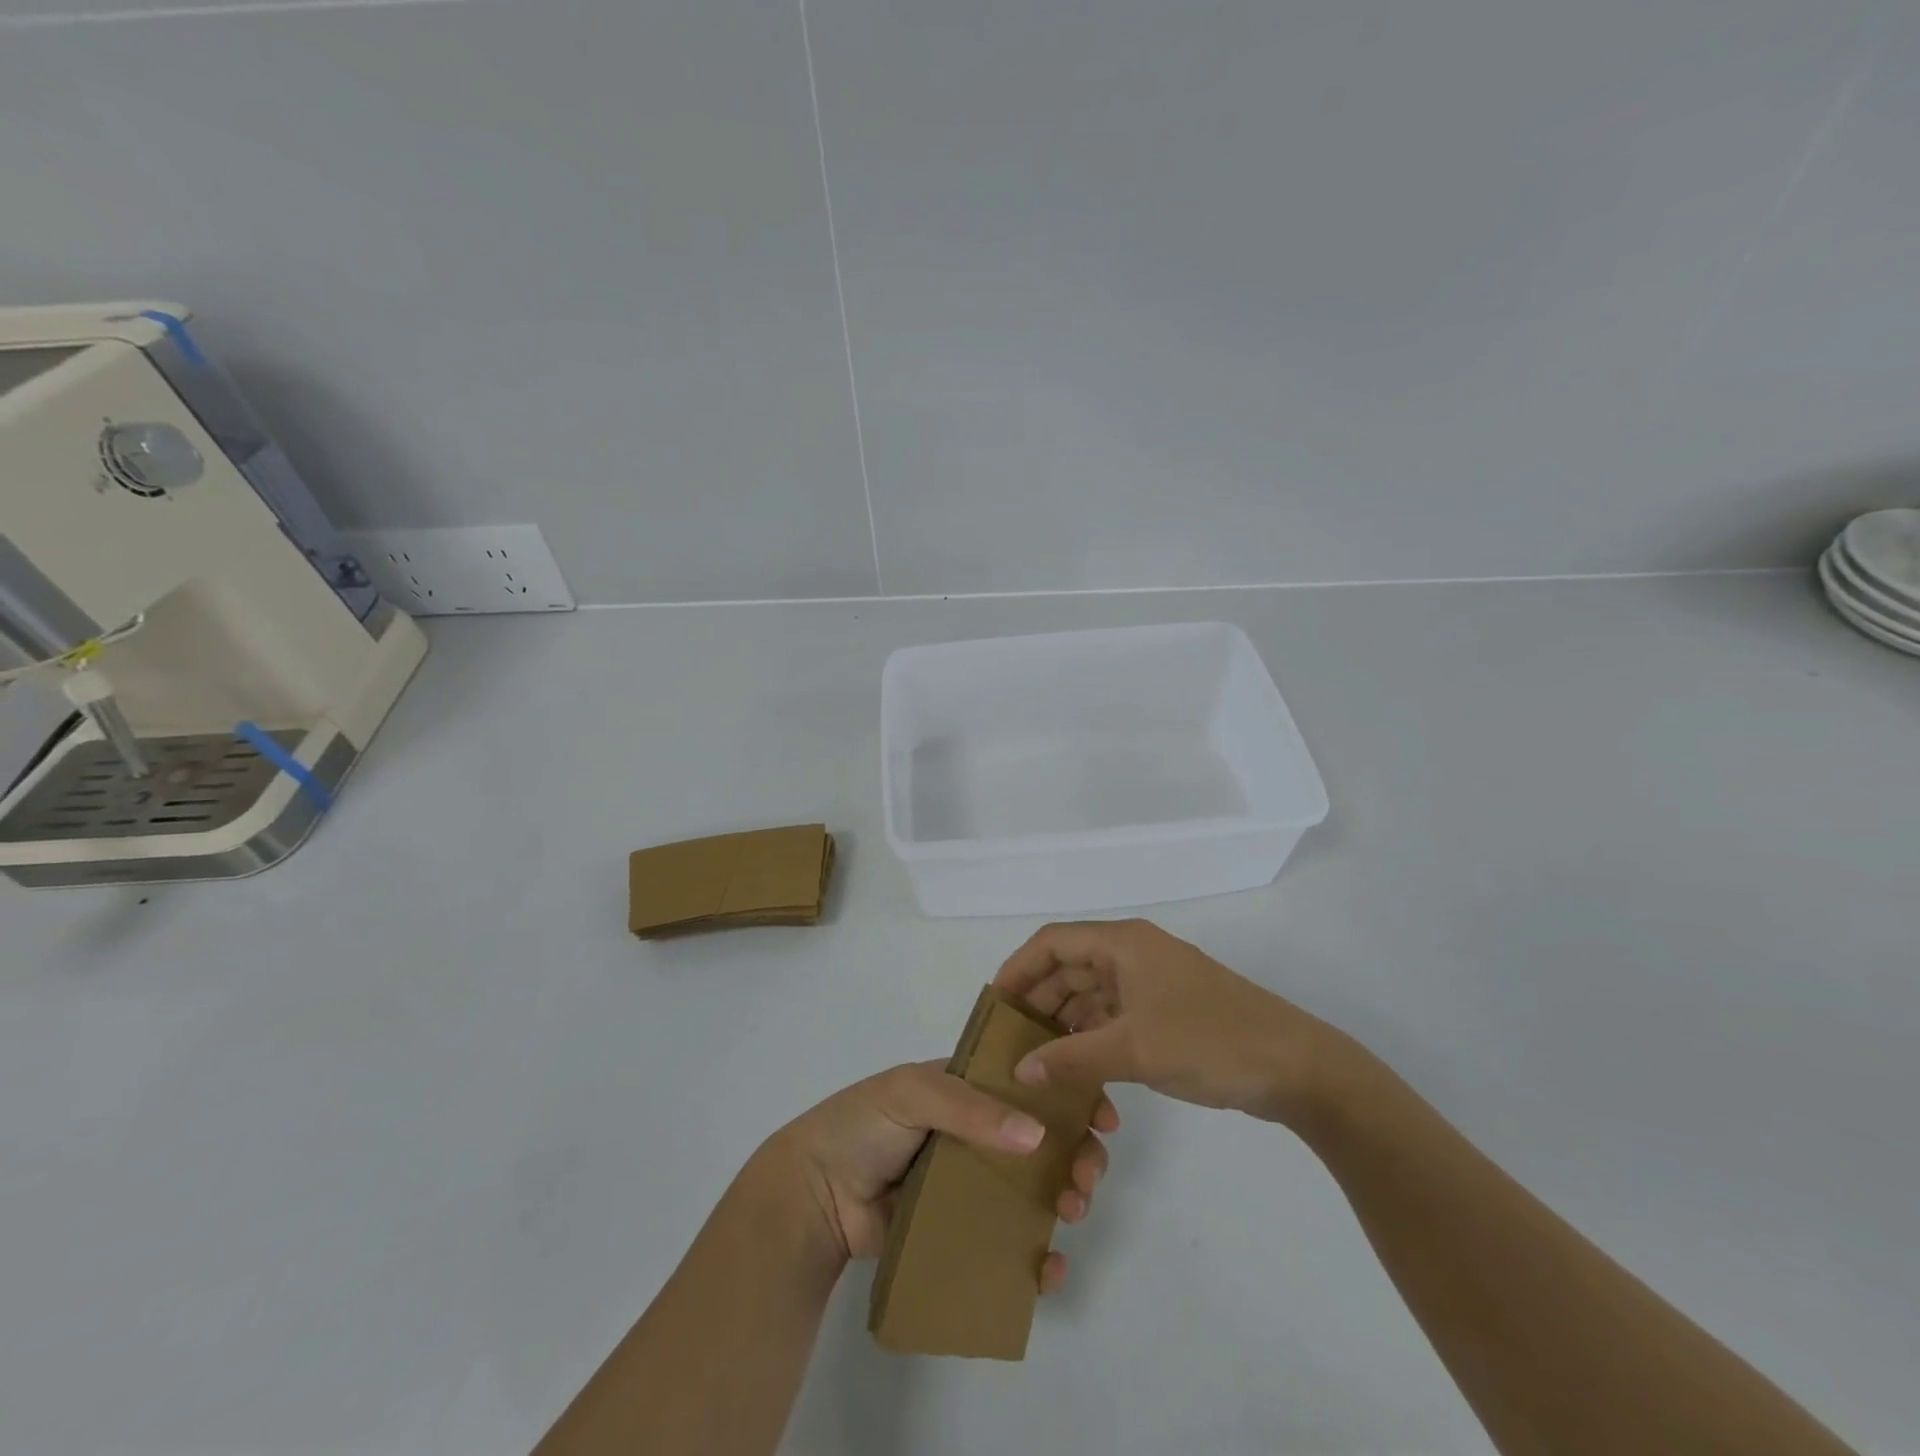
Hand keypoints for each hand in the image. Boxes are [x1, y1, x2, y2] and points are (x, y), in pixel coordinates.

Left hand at [760, 1061, 1118, 1291]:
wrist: (813, 1195)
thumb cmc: (863, 1124)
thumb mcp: (912, 1092)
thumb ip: (970, 1107)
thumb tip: (1036, 1136)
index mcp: (967, 1088)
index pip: (1027, 1083)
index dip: (1067, 1094)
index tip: (1101, 1113)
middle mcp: (976, 1131)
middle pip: (1042, 1138)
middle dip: (1076, 1150)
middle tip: (1089, 1171)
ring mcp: (971, 1182)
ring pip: (1034, 1188)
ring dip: (1066, 1196)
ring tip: (1073, 1209)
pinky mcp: (961, 1230)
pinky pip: (1009, 1242)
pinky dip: (1037, 1257)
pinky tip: (1050, 1267)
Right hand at [992, 919, 1353, 1130]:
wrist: (1295, 1066)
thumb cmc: (1209, 1041)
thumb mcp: (1133, 1050)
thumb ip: (1071, 1057)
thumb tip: (1020, 1069)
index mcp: (1123, 943)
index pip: (1053, 941)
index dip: (1018, 968)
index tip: (993, 1005)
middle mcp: (1134, 953)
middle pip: (1070, 966)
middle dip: (1039, 998)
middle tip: (1009, 1038)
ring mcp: (1153, 982)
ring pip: (1092, 992)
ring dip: (1064, 1020)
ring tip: (1035, 1057)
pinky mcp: (1168, 1009)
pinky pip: (1115, 1014)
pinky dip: (1092, 1034)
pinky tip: (1077, 1066)